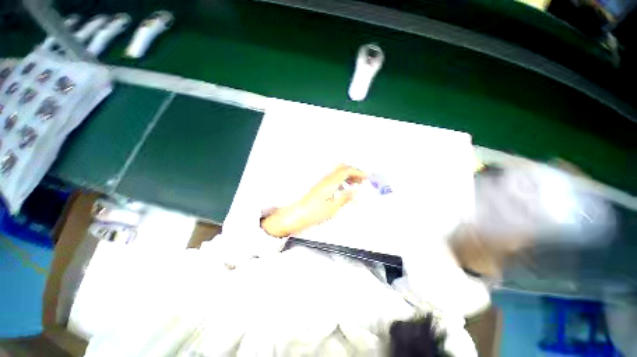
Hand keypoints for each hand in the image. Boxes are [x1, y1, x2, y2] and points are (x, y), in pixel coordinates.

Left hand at [261, 165, 366, 236]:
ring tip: (355, 184)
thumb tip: (355, 192)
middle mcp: (326, 179)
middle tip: (361, 180)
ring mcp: (322, 181)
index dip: (358, 172)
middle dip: (353, 172)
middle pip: (341, 168)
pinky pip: (333, 178)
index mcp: (330, 183)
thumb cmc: (313, 213)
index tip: (366, 177)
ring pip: (337, 173)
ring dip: (347, 176)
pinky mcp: (319, 186)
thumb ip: (344, 198)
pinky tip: (343, 189)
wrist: (297, 215)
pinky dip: (341, 180)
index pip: (346, 171)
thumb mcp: (332, 208)